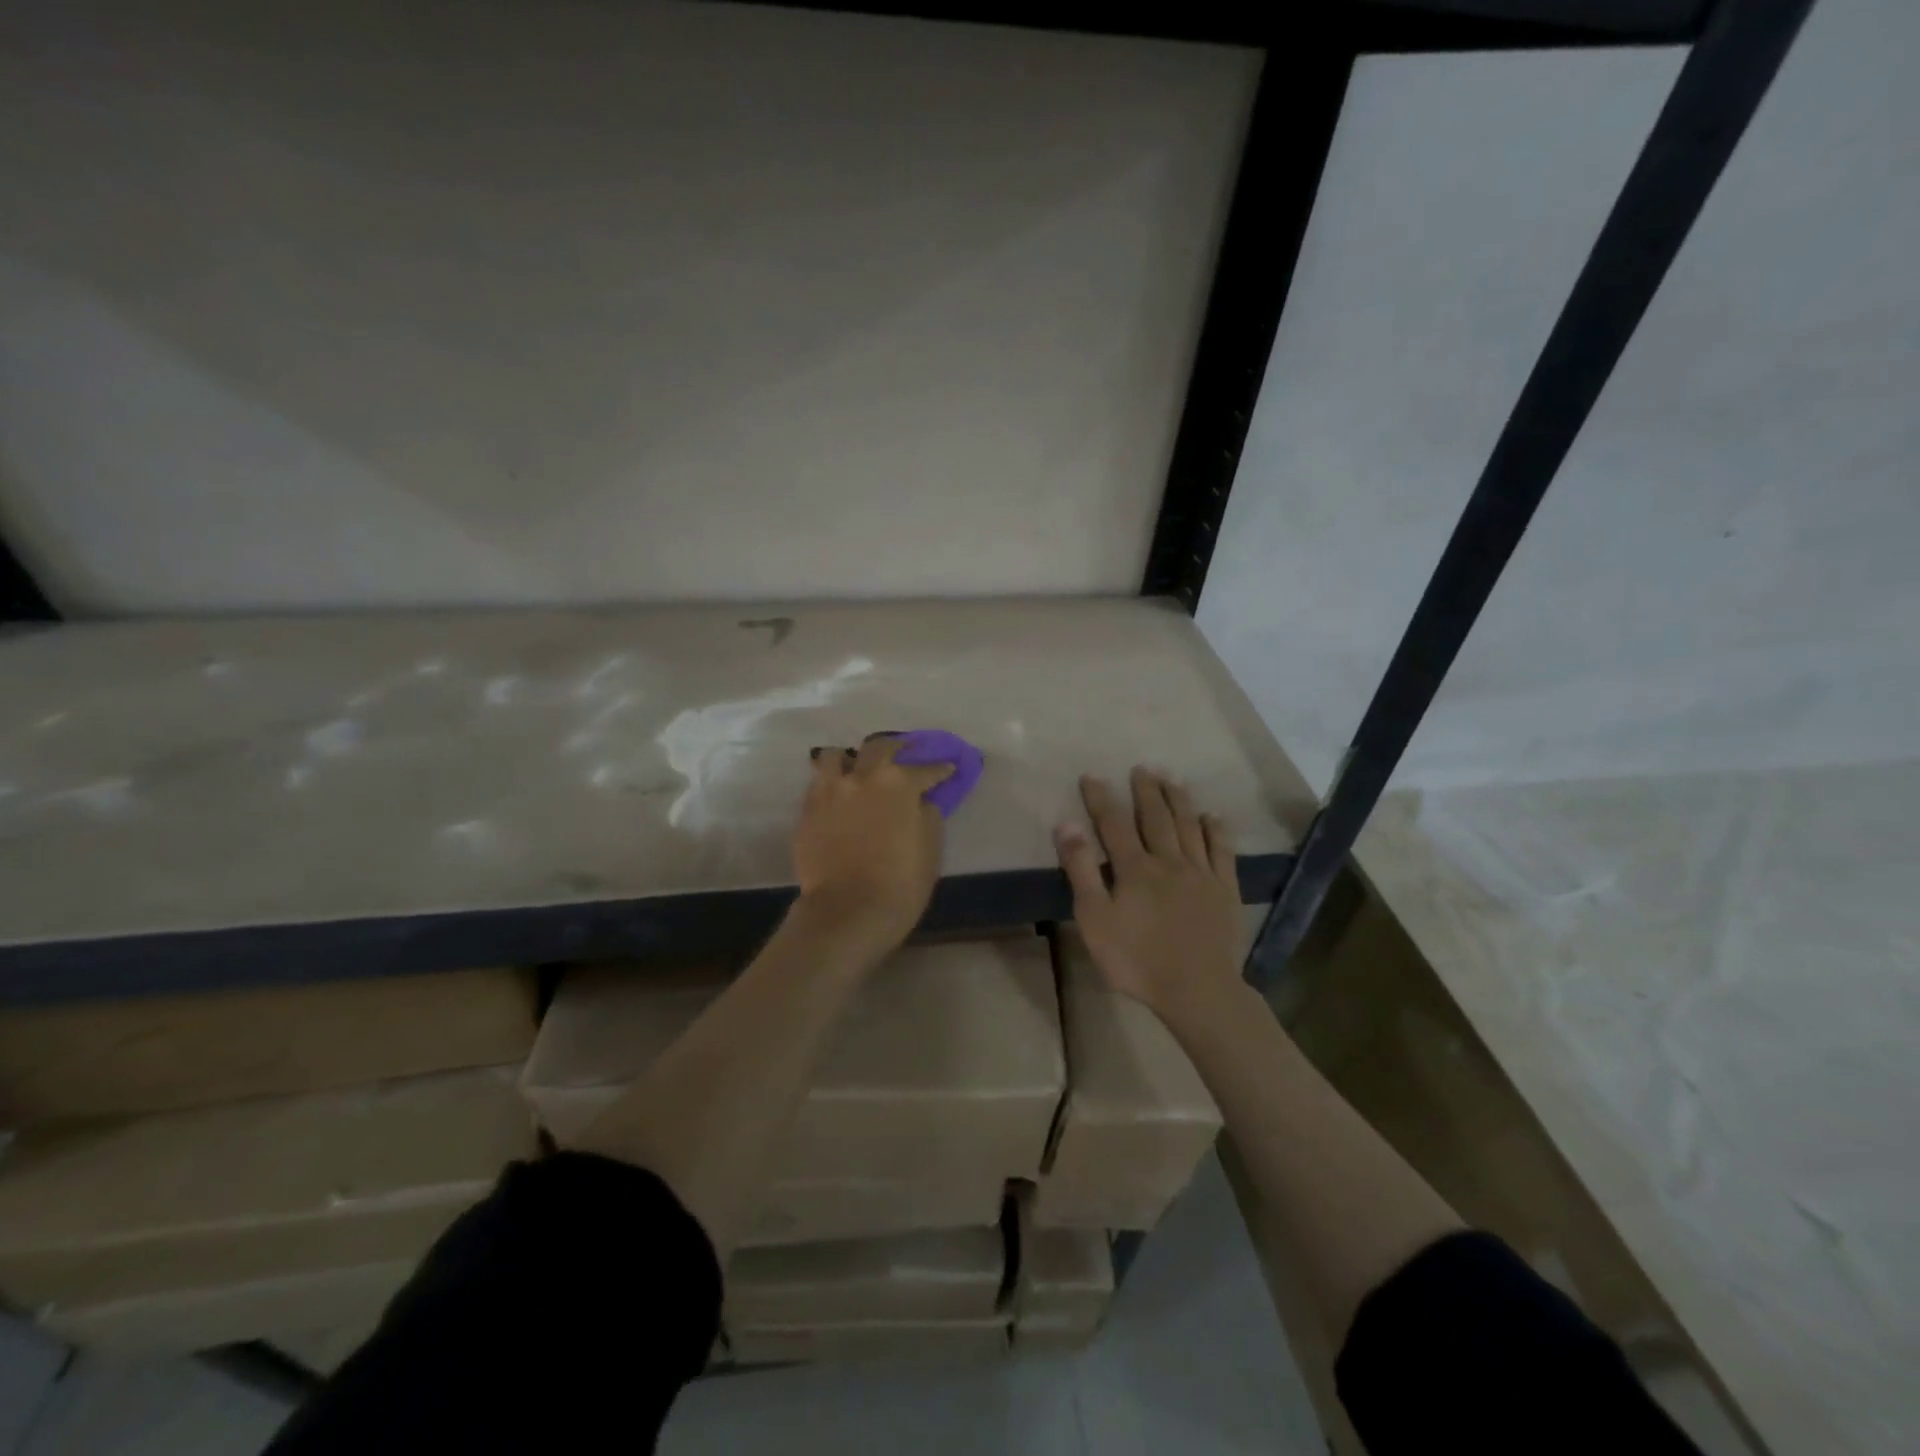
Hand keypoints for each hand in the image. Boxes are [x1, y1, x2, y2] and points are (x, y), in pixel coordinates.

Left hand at [792, 734, 953, 956]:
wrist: (848, 911)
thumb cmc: (900, 883)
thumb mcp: (931, 849)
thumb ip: (928, 815)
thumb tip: (921, 801)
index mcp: (899, 783)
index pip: (925, 769)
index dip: (939, 769)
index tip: (947, 768)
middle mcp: (862, 777)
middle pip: (879, 747)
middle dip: (896, 747)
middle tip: (904, 751)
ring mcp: (829, 791)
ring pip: (835, 756)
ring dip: (850, 758)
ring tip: (856, 767)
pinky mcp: (807, 811)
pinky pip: (817, 784)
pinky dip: (830, 783)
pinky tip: (837, 794)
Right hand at [1054, 767, 1243, 1024]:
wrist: (1197, 990)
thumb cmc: (1136, 959)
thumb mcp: (1095, 919)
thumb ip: (1081, 870)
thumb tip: (1067, 825)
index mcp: (1135, 868)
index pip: (1113, 823)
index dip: (1101, 798)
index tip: (1091, 776)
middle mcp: (1169, 860)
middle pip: (1156, 817)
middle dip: (1146, 791)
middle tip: (1141, 768)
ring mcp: (1201, 873)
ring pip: (1189, 826)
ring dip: (1179, 800)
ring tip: (1172, 779)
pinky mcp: (1225, 889)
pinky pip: (1222, 851)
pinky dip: (1216, 830)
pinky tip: (1212, 816)